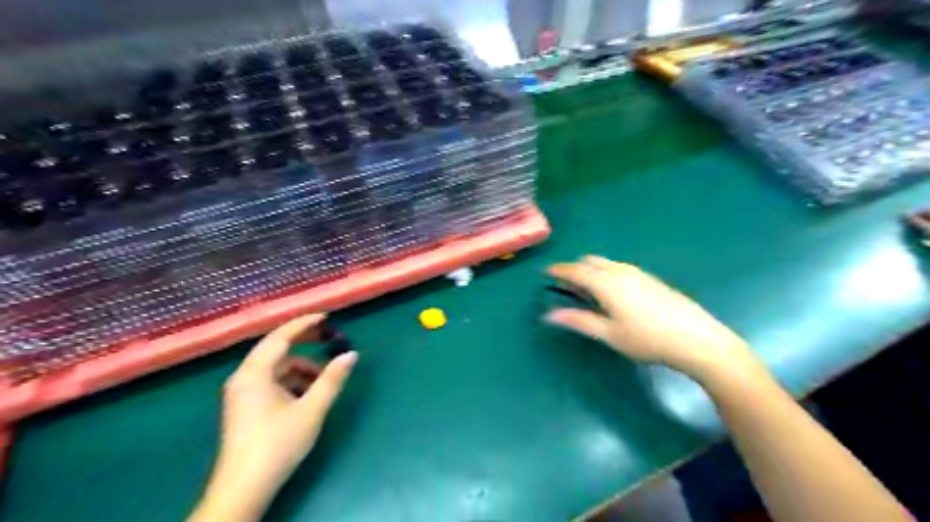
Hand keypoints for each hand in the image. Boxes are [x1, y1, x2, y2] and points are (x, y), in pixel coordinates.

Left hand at [190, 314, 355, 521]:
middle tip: (328, 337)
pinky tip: (307, 394)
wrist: (244, 488)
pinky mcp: (244, 406)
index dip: (304, 324)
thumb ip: (332, 379)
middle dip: (303, 341)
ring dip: (300, 366)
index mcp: (254, 373)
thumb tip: (351, 354)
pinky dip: (291, 380)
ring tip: (323, 378)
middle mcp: (243, 377)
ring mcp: (242, 393)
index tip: (326, 317)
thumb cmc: (278, 444)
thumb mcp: (312, 409)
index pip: (280, 337)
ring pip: (274, 367)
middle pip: (275, 348)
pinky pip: (270, 381)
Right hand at [547, 257, 766, 387]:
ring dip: (591, 270)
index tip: (546, 271)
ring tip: (587, 289)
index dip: (559, 270)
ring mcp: (638, 273)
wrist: (696, 339)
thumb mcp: (609, 334)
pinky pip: (619, 268)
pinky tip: (613, 292)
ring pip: (607, 264)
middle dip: (575, 269)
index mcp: (606, 283)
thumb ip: (579, 321)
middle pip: (591, 262)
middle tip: (565, 284)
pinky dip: (607, 273)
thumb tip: (549, 314)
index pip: (576, 271)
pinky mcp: (651, 279)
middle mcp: (620, 272)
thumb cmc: (646, 339)